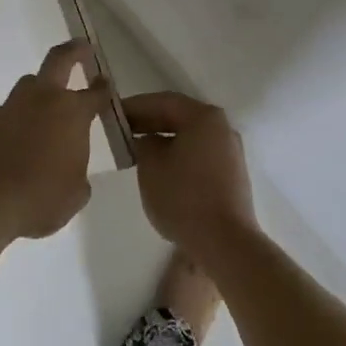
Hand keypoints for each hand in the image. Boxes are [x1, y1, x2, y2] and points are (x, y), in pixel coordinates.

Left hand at [0, 42, 109, 238]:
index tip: (105, 84)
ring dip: (38, 92)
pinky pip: (5, 115)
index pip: (95, 94)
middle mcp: (41, 100)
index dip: (103, 88)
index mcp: (71, 113)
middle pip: (58, 60)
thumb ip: (78, 173)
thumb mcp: (74, 194)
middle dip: (73, 51)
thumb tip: (71, 168)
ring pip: (27, 86)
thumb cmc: (40, 199)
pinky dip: (13, 124)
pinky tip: (12, 147)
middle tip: (82, 47)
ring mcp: (9, 107)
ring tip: (43, 113)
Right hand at [123, 92, 259, 260]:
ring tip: (138, 150)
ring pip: (190, 136)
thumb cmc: (184, 197)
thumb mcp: (151, 166)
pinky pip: (200, 154)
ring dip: (164, 139)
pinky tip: (162, 169)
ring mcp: (230, 152)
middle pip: (180, 116)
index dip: (136, 106)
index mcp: (204, 117)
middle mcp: (222, 127)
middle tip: (123, 130)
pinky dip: (179, 154)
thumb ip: (144, 143)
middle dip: (150, 122)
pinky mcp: (232, 175)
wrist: (225, 243)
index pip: (164, 102)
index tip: (113, 113)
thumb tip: (147, 140)